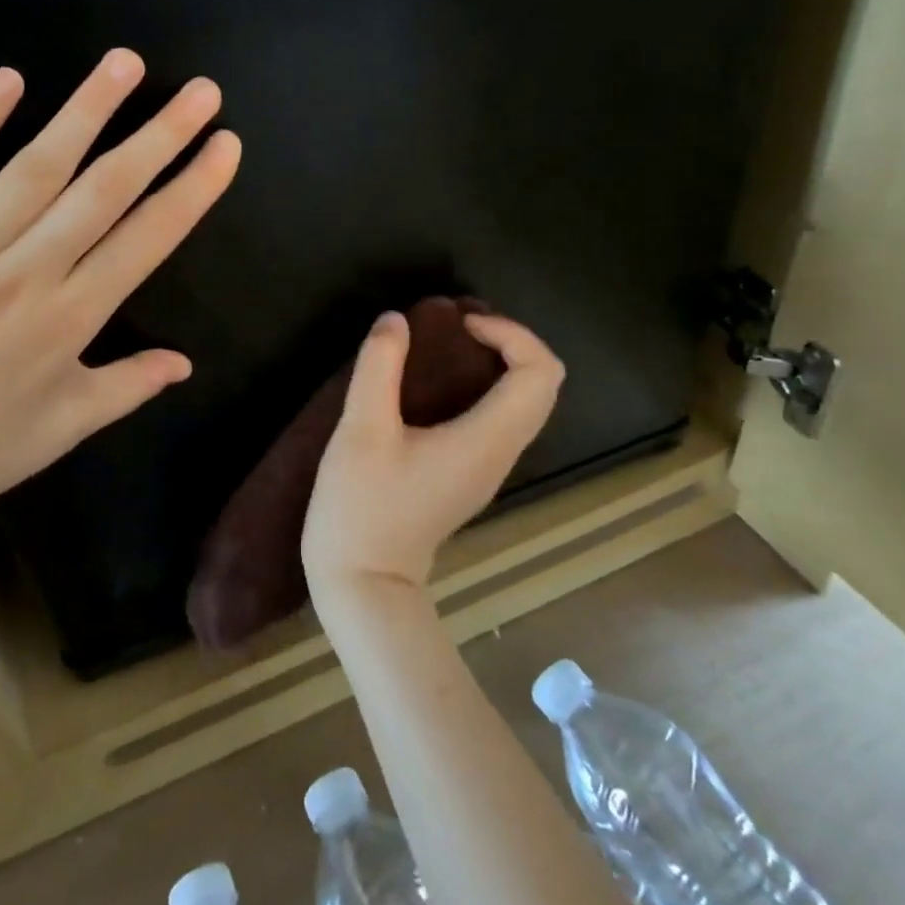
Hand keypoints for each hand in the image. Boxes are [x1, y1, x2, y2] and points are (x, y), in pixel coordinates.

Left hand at [0, 49, 241, 556]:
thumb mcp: (65, 426)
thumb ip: (129, 385)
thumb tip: (184, 363)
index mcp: (70, 318)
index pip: (148, 237)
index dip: (193, 188)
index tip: (225, 146)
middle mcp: (25, 272)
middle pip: (105, 189)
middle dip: (160, 135)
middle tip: (200, 92)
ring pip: (35, 166)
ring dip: (86, 110)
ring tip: (125, 64)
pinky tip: (9, 80)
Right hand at [302, 311, 564, 601]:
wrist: (363, 584)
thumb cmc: (362, 507)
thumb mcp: (361, 430)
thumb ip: (379, 367)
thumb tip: (396, 320)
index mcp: (486, 439)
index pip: (539, 374)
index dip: (512, 334)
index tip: (462, 324)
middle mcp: (501, 453)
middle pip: (543, 386)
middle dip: (510, 342)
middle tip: (459, 327)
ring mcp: (489, 469)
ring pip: (525, 404)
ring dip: (500, 364)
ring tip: (449, 345)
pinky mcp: (471, 476)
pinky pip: (502, 420)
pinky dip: (487, 387)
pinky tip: (439, 383)